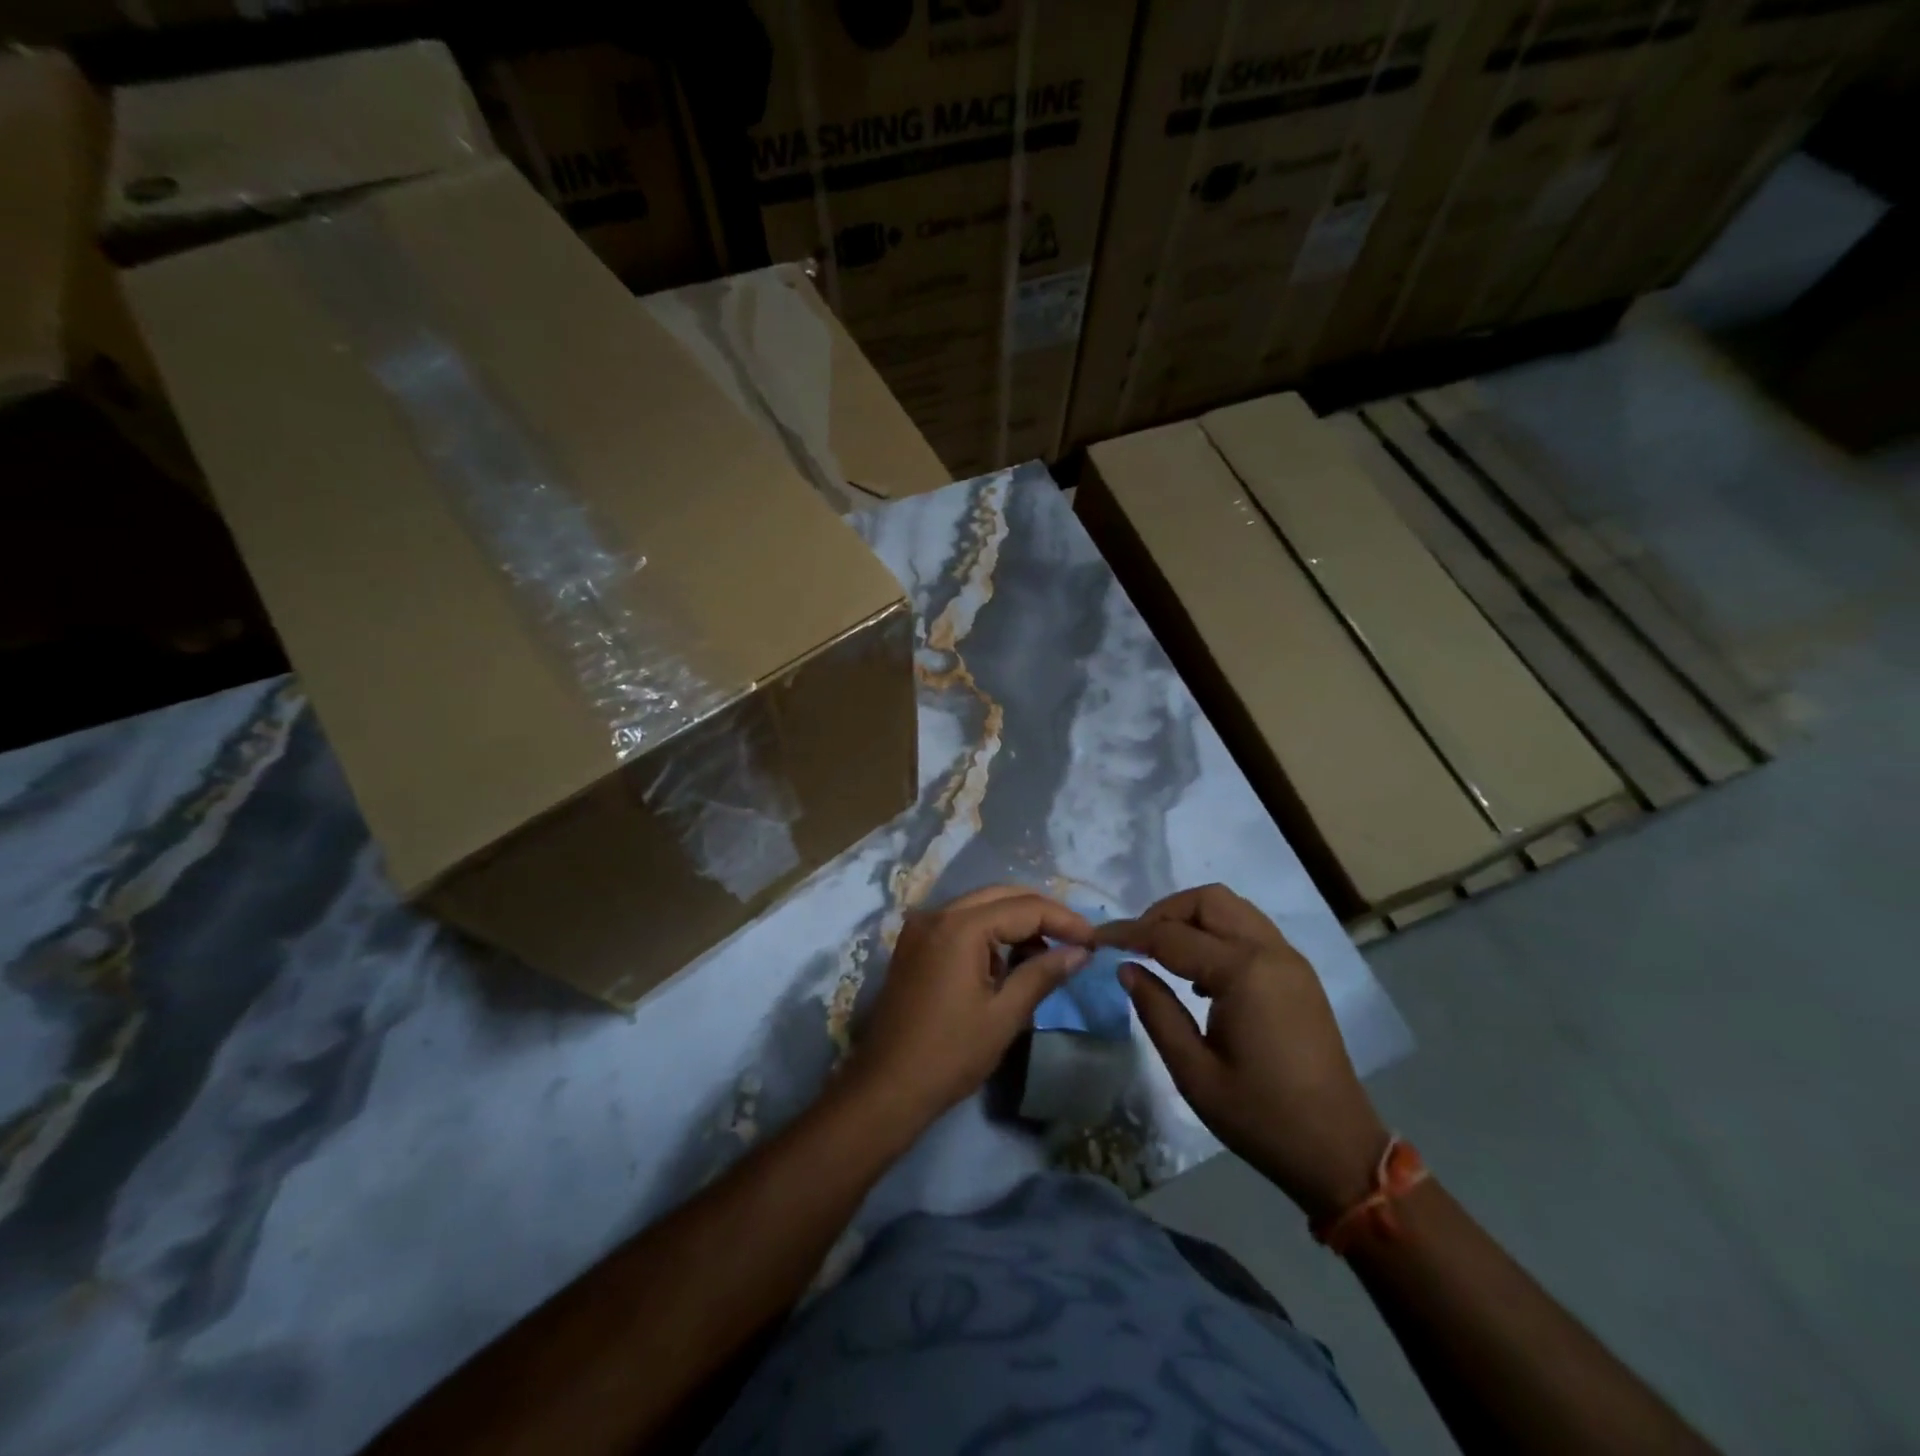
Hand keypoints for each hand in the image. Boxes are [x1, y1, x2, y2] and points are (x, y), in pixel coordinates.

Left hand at [848, 886, 1092, 1130]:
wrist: (885, 1087)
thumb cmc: (950, 1054)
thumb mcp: (1005, 1015)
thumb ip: (1042, 974)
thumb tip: (1080, 952)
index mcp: (960, 926)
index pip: (1025, 907)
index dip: (1064, 920)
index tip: (1094, 940)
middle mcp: (937, 913)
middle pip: (1001, 896)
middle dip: (1041, 913)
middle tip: (1075, 940)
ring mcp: (921, 927)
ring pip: (980, 906)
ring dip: (1015, 922)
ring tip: (1046, 954)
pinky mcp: (914, 945)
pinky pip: (960, 923)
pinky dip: (988, 933)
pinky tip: (1007, 961)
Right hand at [1099, 884, 1387, 1220]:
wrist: (1338, 1151)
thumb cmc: (1260, 1117)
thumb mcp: (1193, 1072)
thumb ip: (1156, 1011)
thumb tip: (1126, 968)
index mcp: (1243, 973)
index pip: (1172, 935)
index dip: (1129, 933)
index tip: (1096, 937)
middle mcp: (1270, 952)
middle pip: (1208, 900)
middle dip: (1164, 912)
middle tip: (1135, 943)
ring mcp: (1289, 960)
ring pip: (1232, 908)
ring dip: (1192, 917)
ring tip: (1162, 953)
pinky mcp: (1298, 974)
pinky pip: (1250, 930)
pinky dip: (1218, 933)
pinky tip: (1200, 974)